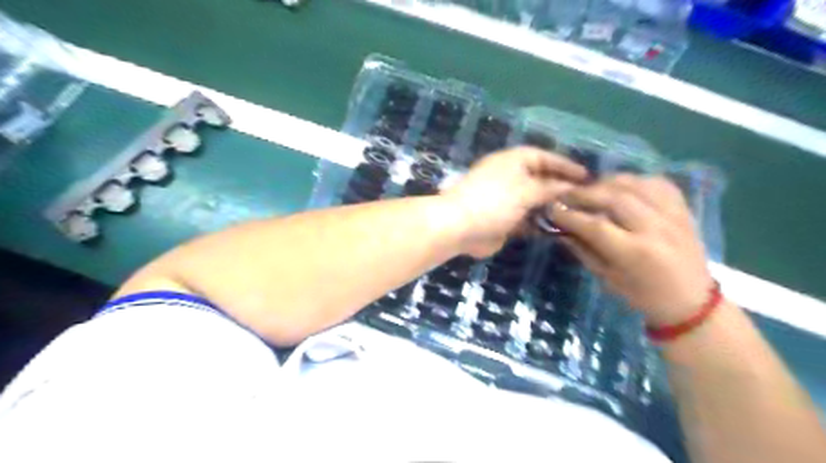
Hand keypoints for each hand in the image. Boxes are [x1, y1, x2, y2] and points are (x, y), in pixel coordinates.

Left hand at [446, 147, 585, 258]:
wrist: (459, 227)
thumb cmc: (493, 201)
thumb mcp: (526, 190)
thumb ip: (550, 188)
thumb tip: (571, 187)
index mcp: (513, 161)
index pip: (544, 157)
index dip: (565, 165)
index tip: (586, 176)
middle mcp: (510, 177)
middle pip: (541, 179)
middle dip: (561, 188)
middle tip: (586, 198)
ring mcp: (506, 200)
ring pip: (535, 201)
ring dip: (552, 207)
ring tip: (577, 215)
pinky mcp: (503, 220)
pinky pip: (527, 219)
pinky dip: (540, 223)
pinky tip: (558, 229)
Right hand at [547, 174, 716, 328]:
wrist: (693, 301)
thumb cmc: (643, 296)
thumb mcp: (607, 279)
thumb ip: (584, 250)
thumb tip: (561, 230)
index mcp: (635, 253)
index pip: (595, 225)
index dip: (569, 215)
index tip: (552, 210)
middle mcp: (655, 229)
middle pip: (614, 198)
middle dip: (584, 194)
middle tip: (566, 195)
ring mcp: (673, 216)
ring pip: (635, 184)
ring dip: (607, 183)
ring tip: (591, 189)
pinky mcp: (684, 209)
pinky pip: (657, 183)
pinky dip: (635, 181)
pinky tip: (621, 187)